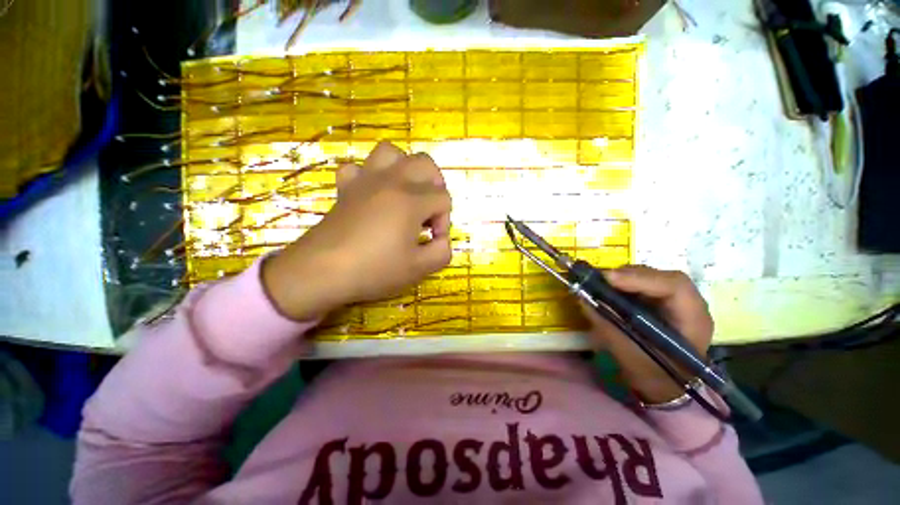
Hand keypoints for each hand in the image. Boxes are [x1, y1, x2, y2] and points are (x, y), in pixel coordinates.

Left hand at [262, 142, 452, 320]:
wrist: (321, 271)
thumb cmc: (374, 269)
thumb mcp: (418, 268)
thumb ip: (442, 252)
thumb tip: (442, 240)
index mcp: (411, 200)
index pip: (443, 199)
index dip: (444, 220)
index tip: (433, 240)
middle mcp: (392, 181)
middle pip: (425, 164)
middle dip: (435, 186)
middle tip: (429, 211)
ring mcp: (366, 180)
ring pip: (392, 152)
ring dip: (406, 169)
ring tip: (406, 192)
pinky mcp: (346, 187)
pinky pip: (359, 167)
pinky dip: (370, 175)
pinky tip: (373, 194)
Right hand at [582, 265, 713, 403]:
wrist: (665, 387)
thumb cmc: (652, 375)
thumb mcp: (628, 354)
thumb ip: (607, 325)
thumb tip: (584, 298)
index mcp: (693, 320)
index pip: (674, 286)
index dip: (640, 278)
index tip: (607, 279)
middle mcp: (690, 305)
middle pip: (662, 277)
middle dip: (629, 275)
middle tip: (599, 279)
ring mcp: (677, 302)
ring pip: (653, 277)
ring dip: (625, 277)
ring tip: (601, 282)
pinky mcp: (662, 302)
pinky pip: (644, 284)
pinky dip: (625, 283)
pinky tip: (610, 287)